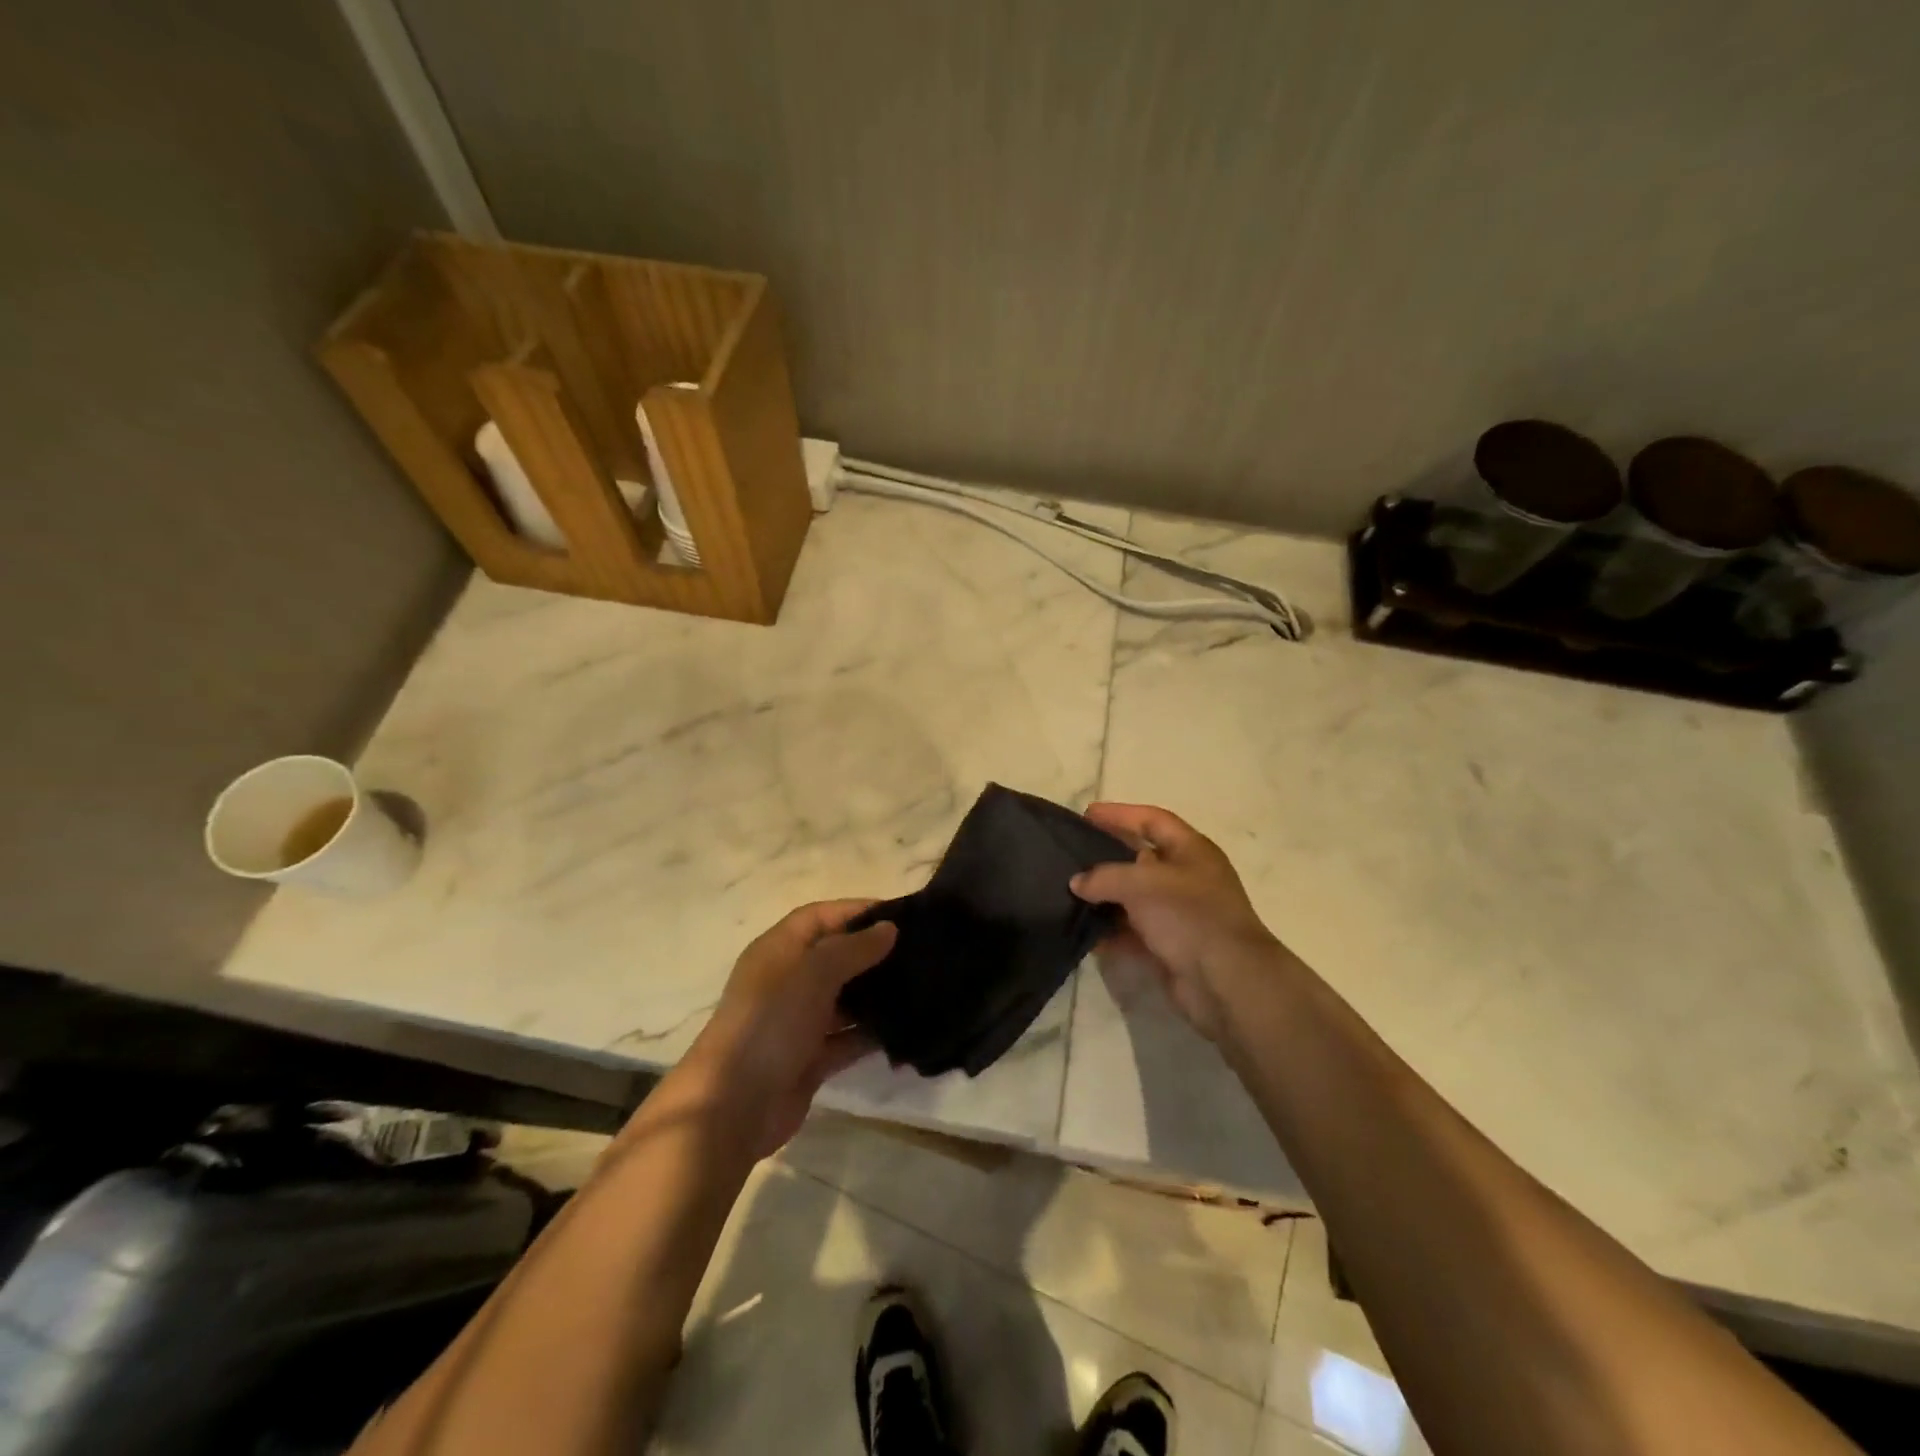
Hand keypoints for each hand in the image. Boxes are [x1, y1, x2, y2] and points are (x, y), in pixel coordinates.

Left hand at [677, 901, 895, 1157]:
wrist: (734, 1104)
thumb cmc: (772, 1020)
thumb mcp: (814, 972)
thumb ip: (854, 947)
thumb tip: (889, 927)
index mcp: (779, 949)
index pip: (820, 916)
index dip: (856, 911)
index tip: (901, 914)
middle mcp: (788, 980)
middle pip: (835, 956)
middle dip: (873, 953)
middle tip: (920, 952)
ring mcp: (798, 1021)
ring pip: (845, 999)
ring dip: (876, 995)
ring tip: (921, 988)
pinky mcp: (810, 1058)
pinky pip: (847, 1039)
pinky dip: (871, 1034)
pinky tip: (906, 1030)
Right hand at [1072, 803, 1283, 1041]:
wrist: (1225, 982)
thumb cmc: (1189, 915)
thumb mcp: (1143, 883)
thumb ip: (1105, 876)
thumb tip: (1077, 883)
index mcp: (1191, 851)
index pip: (1152, 820)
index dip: (1120, 814)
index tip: (1086, 815)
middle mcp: (1187, 878)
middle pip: (1141, 858)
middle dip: (1107, 855)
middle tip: (1072, 854)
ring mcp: (1179, 914)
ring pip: (1134, 897)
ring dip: (1105, 896)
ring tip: (1069, 892)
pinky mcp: (1169, 946)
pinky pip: (1133, 931)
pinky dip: (1111, 930)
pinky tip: (1084, 931)